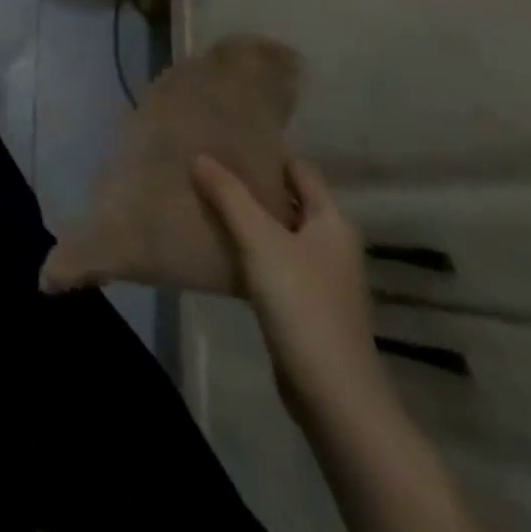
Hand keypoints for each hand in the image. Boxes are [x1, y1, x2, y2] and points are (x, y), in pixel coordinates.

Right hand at [192, 154, 392, 426]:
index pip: (297, 168)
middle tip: (202, 161)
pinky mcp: (298, 303)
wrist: (333, 395)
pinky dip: (241, 248)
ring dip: (240, 215)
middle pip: (283, 198)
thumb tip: (199, 155)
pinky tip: (210, 243)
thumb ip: (229, 195)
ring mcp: (315, 275)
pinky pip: (265, 261)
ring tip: (197, 194)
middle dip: (245, 181)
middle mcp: (327, 242)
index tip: (225, 136)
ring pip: (271, 231)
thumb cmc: (303, 303)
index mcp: (331, 221)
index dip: (264, 150)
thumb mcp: (260, 240)